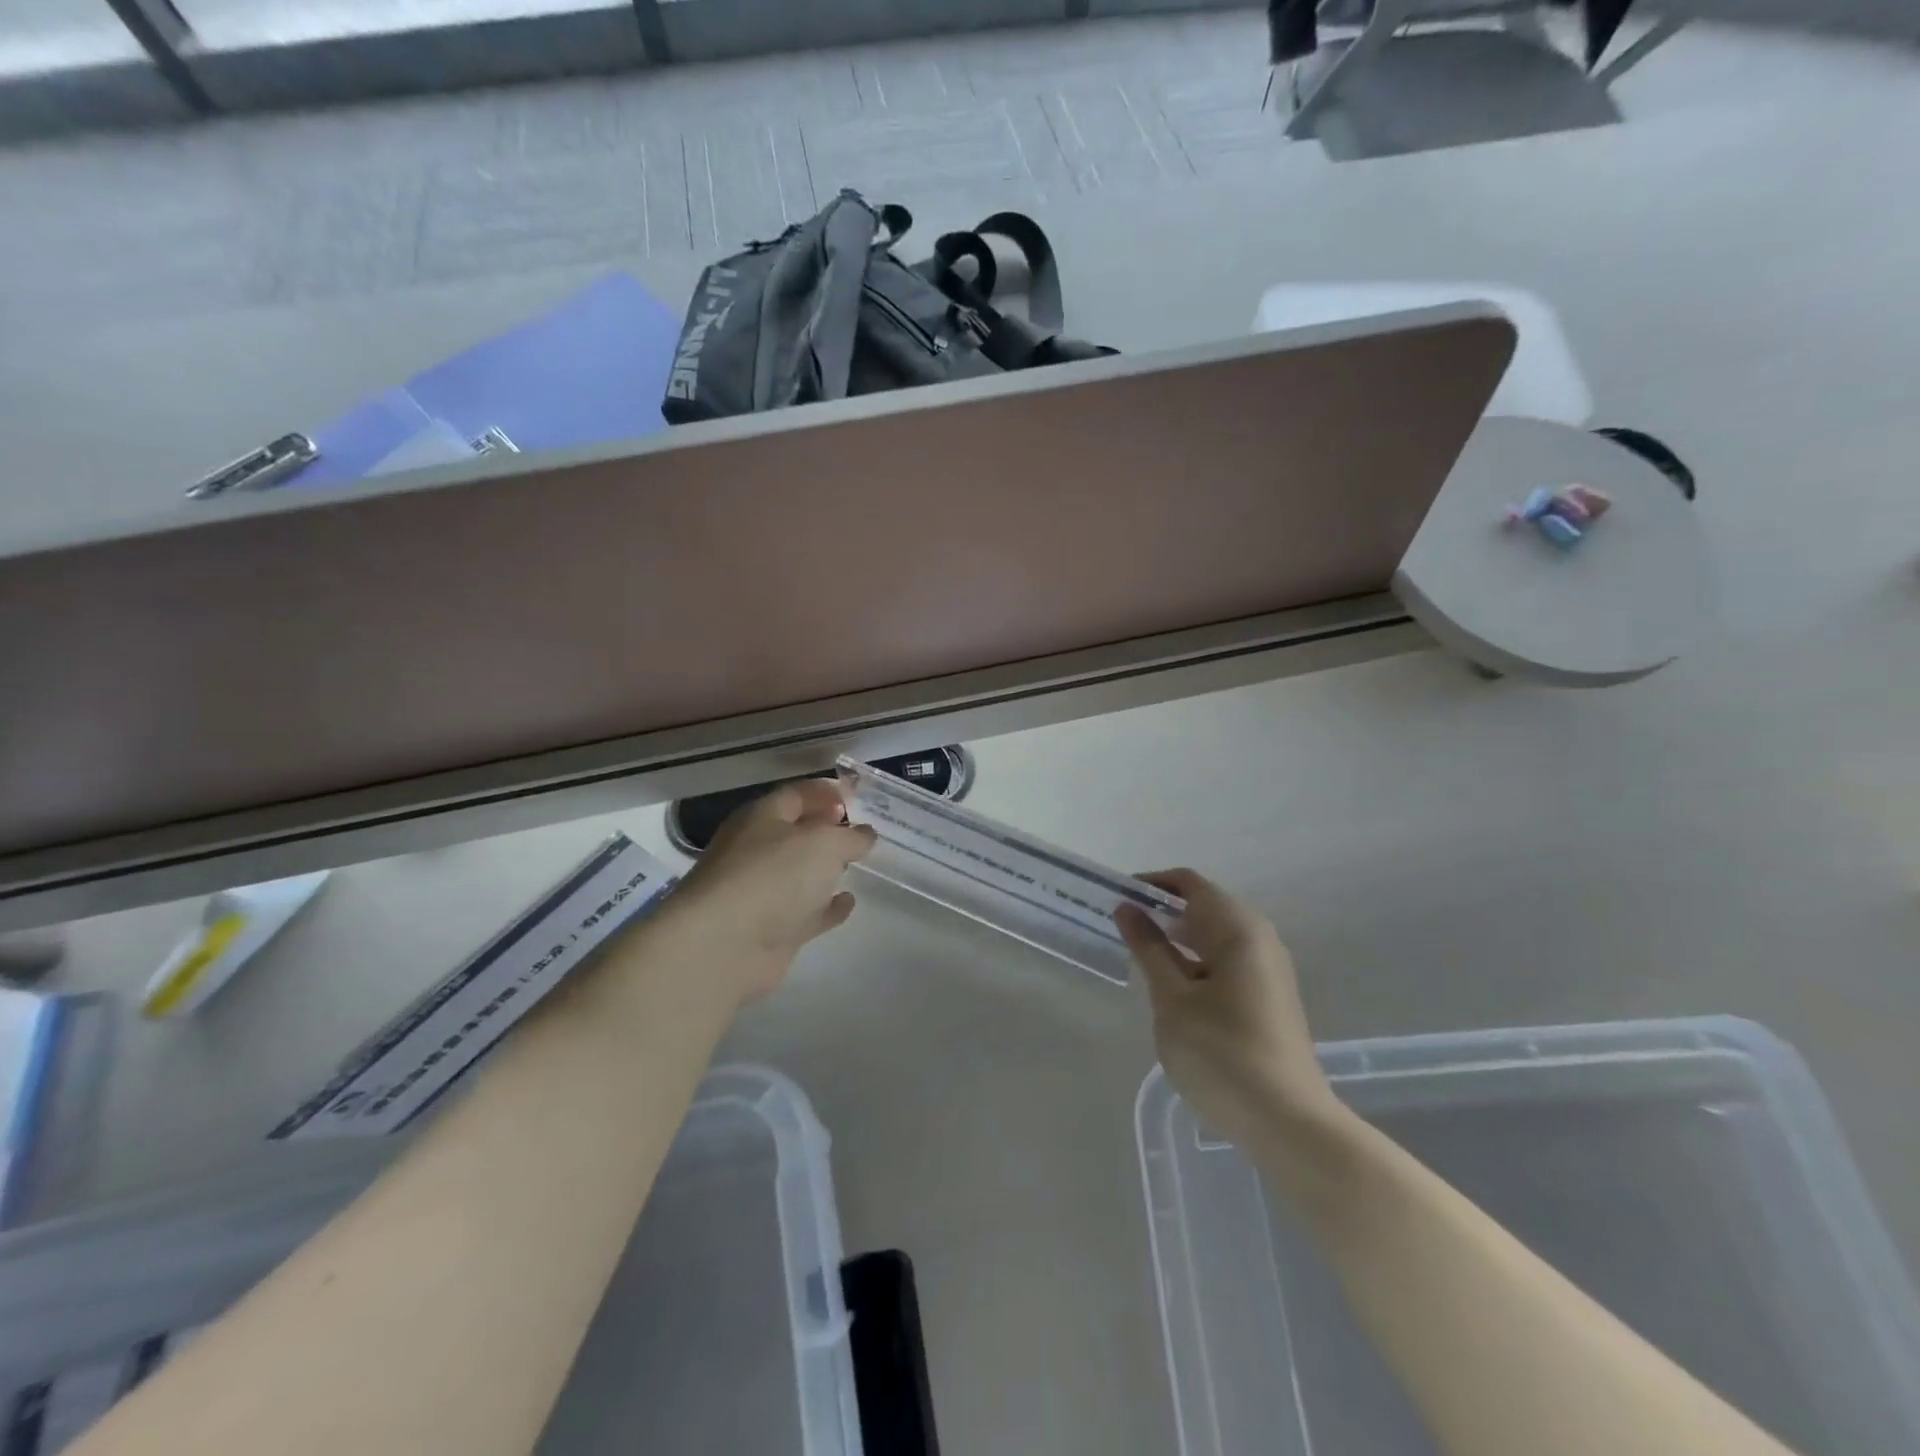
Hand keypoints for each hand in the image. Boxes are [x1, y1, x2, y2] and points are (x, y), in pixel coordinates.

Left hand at [652, 779, 875, 1004]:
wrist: (723, 946)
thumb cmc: (773, 876)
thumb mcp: (823, 843)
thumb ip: (850, 837)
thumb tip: (865, 834)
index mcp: (761, 818)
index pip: (797, 794)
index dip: (827, 793)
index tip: (858, 798)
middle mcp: (756, 851)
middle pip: (796, 833)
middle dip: (827, 830)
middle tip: (861, 832)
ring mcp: (761, 892)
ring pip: (800, 874)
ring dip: (826, 869)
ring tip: (858, 864)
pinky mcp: (770, 930)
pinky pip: (805, 912)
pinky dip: (826, 907)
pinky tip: (849, 903)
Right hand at [1116, 870, 1337, 1148]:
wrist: (1289, 1124)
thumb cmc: (1222, 1055)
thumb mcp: (1172, 1000)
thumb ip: (1149, 949)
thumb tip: (1127, 908)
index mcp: (1239, 929)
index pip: (1190, 883)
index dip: (1151, 884)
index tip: (1117, 899)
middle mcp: (1260, 939)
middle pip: (1205, 906)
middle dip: (1163, 912)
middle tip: (1122, 929)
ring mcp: (1269, 970)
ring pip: (1216, 936)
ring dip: (1179, 939)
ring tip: (1142, 958)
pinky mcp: (1270, 998)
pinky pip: (1227, 961)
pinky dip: (1197, 961)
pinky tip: (1174, 989)